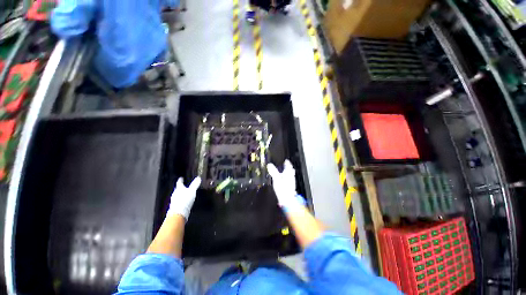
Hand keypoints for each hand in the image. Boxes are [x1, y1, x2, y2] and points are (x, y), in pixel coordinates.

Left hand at [167, 177, 201, 220]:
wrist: (179, 213)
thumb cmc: (185, 200)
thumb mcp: (192, 191)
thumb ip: (195, 184)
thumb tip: (198, 178)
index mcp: (179, 188)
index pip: (179, 182)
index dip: (181, 180)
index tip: (181, 178)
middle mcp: (175, 193)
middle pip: (177, 189)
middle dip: (181, 187)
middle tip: (184, 185)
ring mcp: (174, 200)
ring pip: (177, 195)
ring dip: (180, 194)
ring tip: (185, 193)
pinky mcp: (175, 206)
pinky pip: (178, 201)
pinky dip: (181, 200)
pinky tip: (184, 202)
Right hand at [267, 160, 302, 211]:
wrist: (288, 199)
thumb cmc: (283, 188)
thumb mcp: (276, 178)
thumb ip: (273, 171)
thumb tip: (269, 165)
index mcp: (288, 173)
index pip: (288, 166)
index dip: (287, 163)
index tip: (286, 160)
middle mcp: (291, 177)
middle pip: (290, 170)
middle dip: (289, 167)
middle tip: (287, 165)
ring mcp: (291, 182)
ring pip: (290, 175)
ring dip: (288, 173)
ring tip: (285, 172)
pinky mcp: (291, 187)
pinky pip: (289, 180)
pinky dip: (287, 178)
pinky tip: (285, 181)